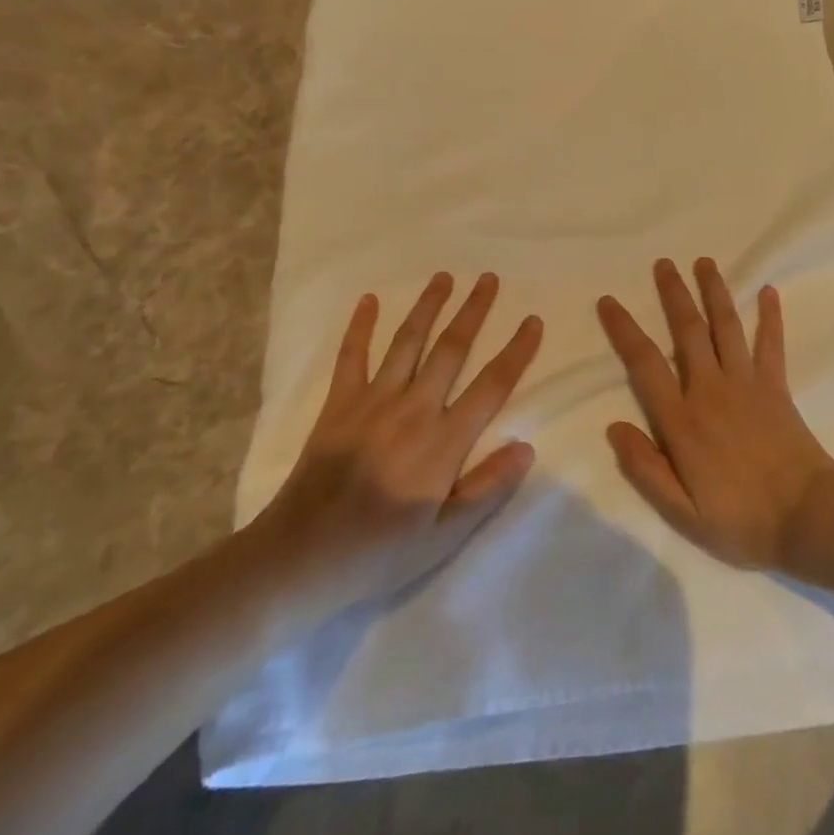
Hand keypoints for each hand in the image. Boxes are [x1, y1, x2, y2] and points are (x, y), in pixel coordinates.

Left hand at [254, 273, 540, 607]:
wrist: (301, 557)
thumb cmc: (379, 552)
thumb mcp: (444, 537)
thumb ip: (487, 489)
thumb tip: (526, 446)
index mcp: (444, 441)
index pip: (491, 385)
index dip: (516, 351)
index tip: (532, 321)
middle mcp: (414, 408)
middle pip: (451, 349)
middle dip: (473, 311)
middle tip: (488, 278)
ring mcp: (374, 401)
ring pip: (408, 342)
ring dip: (428, 306)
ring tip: (444, 277)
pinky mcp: (340, 403)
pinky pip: (352, 356)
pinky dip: (360, 326)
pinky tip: (368, 300)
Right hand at [597, 258, 833, 569]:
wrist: (808, 518)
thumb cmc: (741, 520)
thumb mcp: (682, 511)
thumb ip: (645, 468)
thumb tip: (613, 426)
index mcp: (683, 419)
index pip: (645, 363)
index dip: (624, 330)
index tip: (609, 301)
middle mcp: (711, 389)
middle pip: (688, 331)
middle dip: (673, 293)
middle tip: (663, 263)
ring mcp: (747, 383)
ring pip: (727, 326)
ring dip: (714, 291)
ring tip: (704, 262)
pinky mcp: (776, 386)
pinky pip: (771, 344)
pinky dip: (771, 316)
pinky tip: (769, 290)